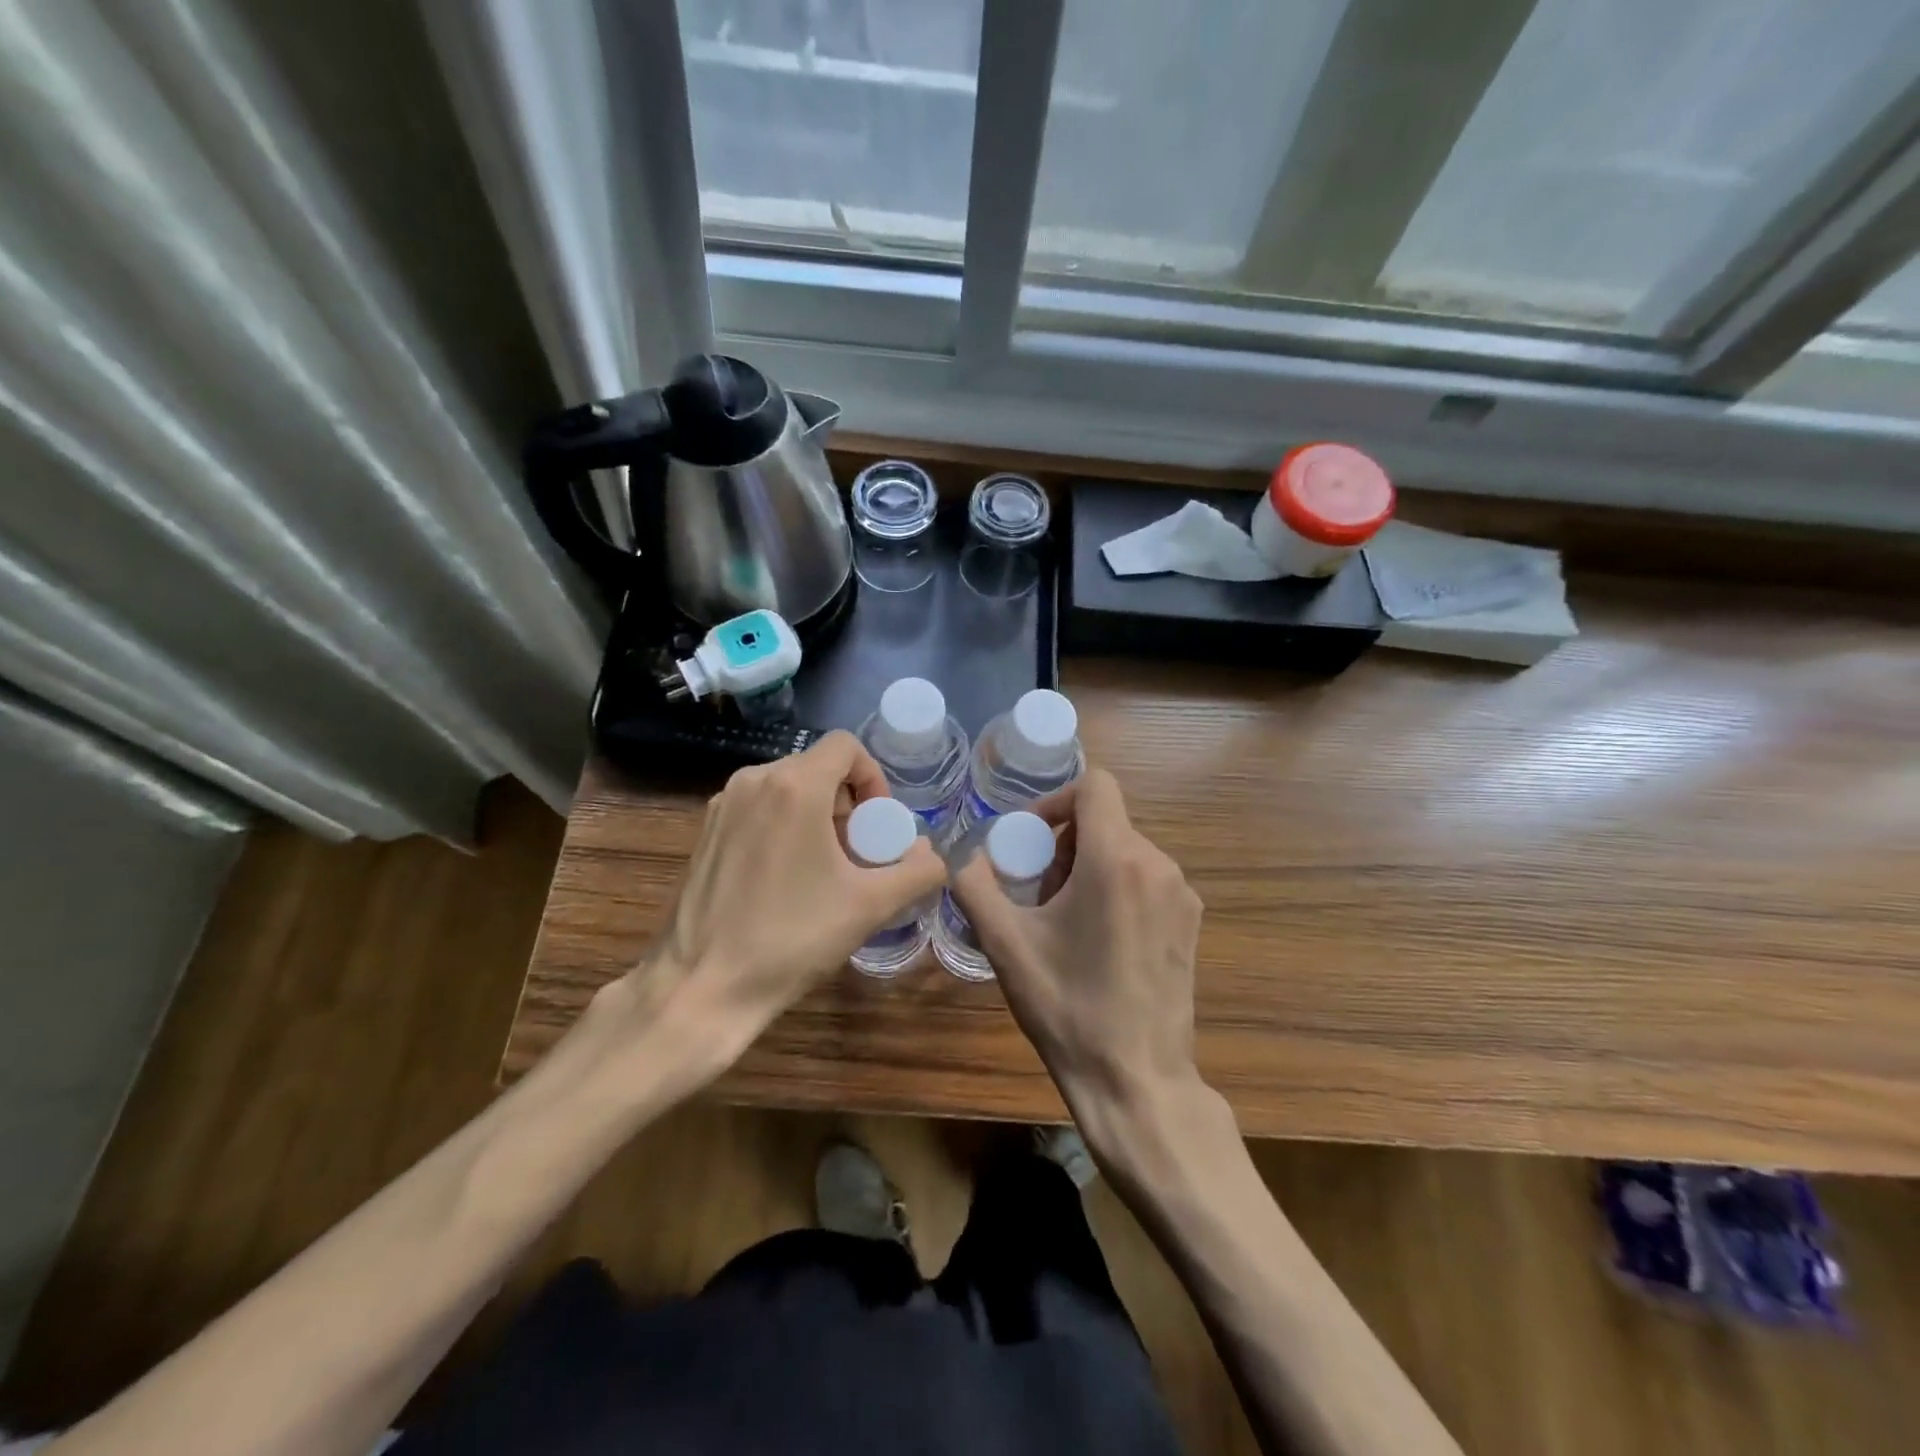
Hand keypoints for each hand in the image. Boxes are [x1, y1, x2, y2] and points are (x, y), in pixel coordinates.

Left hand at [609, 732, 945, 1062]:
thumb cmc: (791, 938)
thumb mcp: (870, 905)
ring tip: (824, 870)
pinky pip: (759, 809)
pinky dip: (784, 827)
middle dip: (848, 804)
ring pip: (787, 788)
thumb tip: (931, 854)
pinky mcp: (705, 832)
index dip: (873, 778)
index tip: (877, 826)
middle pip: (818, 768)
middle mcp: (753, 780)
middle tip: (856, 855)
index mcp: (794, 786)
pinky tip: (785, 880)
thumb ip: (917, 871)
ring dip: (817, 816)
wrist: (702, 986)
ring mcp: (723, 805)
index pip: (846, 746)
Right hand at [950, 768, 1204, 1127]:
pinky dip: (1116, 889)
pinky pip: (1146, 880)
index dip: (1055, 801)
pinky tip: (1097, 941)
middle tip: (1037, 893)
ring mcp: (1182, 895)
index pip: (1095, 785)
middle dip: (1064, 845)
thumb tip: (967, 859)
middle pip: (1106, 822)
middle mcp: (1159, 865)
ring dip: (1088, 868)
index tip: (1029, 840)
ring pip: (1126, 851)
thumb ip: (976, 887)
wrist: (1136, 1080)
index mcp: (1117, 859)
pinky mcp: (1191, 923)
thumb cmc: (1067, 1007)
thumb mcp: (1005, 944)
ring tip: (1063, 920)